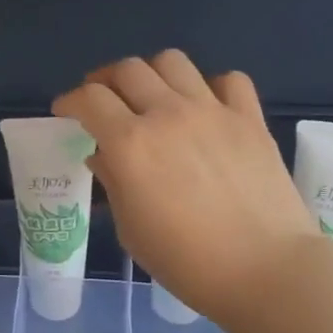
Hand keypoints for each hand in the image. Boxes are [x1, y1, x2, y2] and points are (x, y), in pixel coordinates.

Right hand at [54, 51, 311, 322]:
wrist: (266, 271)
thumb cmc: (187, 262)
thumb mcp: (131, 229)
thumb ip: (113, 183)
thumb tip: (103, 157)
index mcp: (130, 143)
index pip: (89, 99)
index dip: (70, 101)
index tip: (66, 112)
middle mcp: (167, 114)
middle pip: (127, 69)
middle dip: (106, 81)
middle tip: (104, 101)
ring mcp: (212, 111)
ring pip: (172, 61)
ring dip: (153, 74)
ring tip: (152, 97)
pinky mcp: (249, 118)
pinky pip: (228, 79)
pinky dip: (211, 86)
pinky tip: (206, 108)